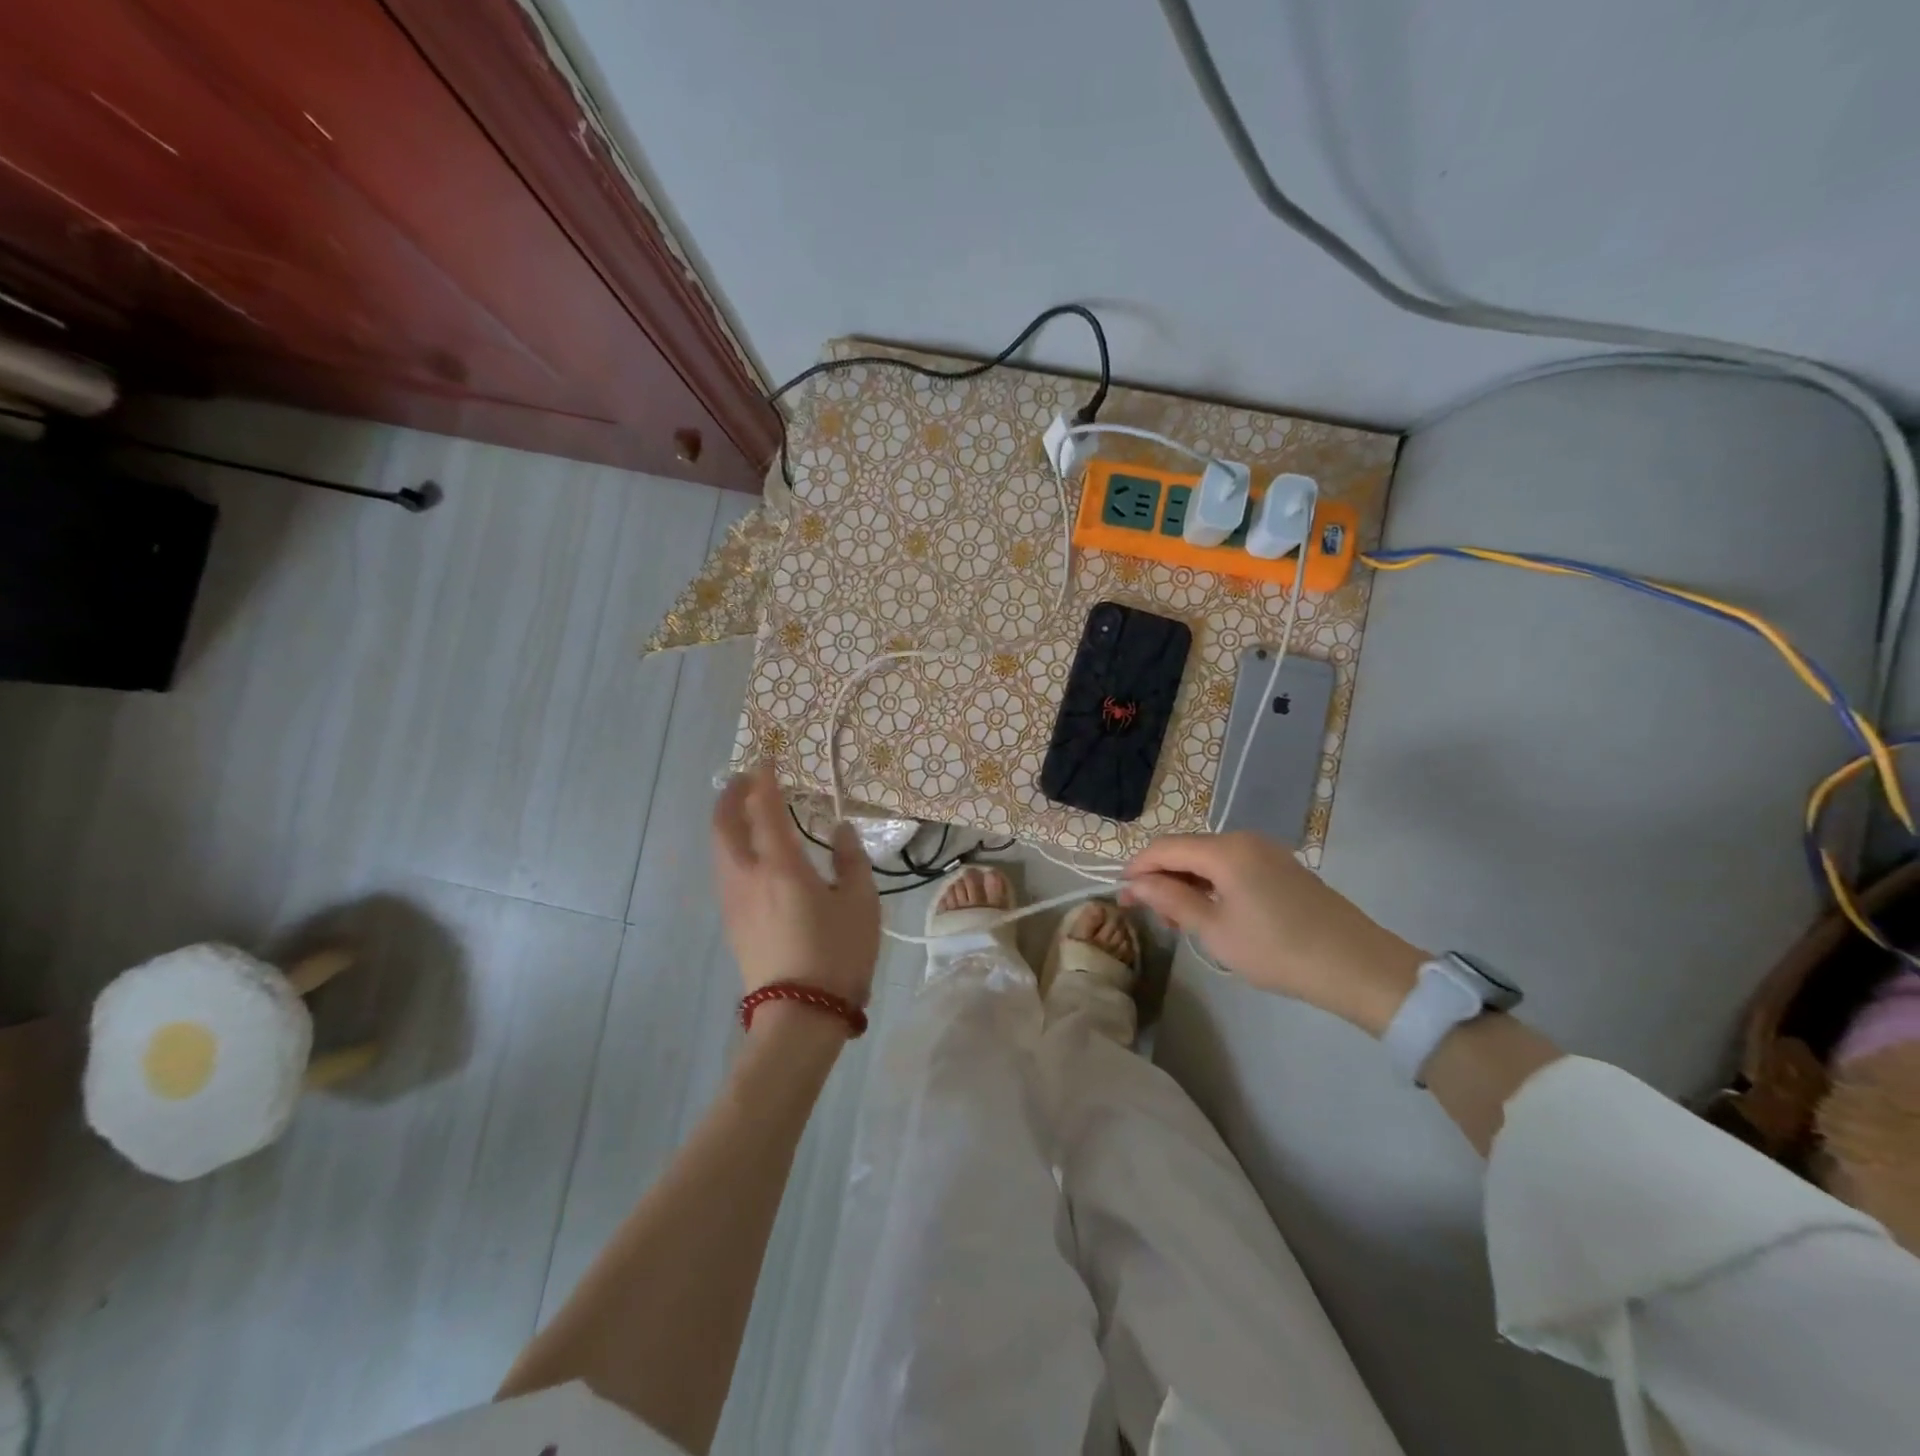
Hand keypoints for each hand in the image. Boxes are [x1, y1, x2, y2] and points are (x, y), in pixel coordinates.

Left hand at [711, 762, 879, 1009]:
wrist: (799, 1015)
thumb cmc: (837, 954)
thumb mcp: (860, 903)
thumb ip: (851, 860)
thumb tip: (840, 831)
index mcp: (780, 865)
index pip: (765, 808)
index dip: (764, 780)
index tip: (767, 760)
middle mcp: (747, 876)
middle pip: (724, 824)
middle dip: (731, 796)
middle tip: (744, 779)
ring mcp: (733, 901)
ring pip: (719, 848)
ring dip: (727, 821)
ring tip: (745, 811)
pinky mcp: (732, 922)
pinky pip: (725, 870)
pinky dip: (731, 847)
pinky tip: (750, 854)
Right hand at [1120, 831, 1424, 1036]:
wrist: (1358, 966)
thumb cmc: (1278, 950)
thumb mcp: (1215, 931)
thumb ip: (1171, 900)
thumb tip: (1135, 884)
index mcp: (1225, 850)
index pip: (1164, 847)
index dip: (1138, 868)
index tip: (1121, 897)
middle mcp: (1244, 839)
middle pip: (1187, 849)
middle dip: (1162, 877)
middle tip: (1150, 915)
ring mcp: (1267, 851)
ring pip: (1209, 858)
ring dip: (1187, 882)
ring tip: (1179, 920)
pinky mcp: (1282, 867)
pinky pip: (1233, 866)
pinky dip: (1213, 884)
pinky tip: (1212, 912)